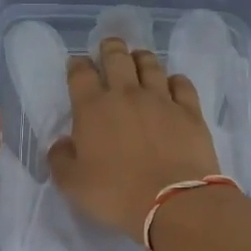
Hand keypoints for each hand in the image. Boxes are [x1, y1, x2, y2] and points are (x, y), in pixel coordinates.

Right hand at [47, 37, 220, 240]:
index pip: (80, 74)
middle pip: (117, 57)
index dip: (77, 65)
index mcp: (93, 109)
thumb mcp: (72, 185)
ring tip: (138, 58)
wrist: (173, 203)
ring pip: (150, 64)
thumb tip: (62, 143)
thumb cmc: (116, 195)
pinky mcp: (190, 111)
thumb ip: (61, 159)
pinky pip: (182, 84)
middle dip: (110, 48)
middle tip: (108, 47)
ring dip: (141, 57)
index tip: (77, 64)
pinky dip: (174, 80)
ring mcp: (161, 99)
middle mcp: (126, 94)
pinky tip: (172, 83)